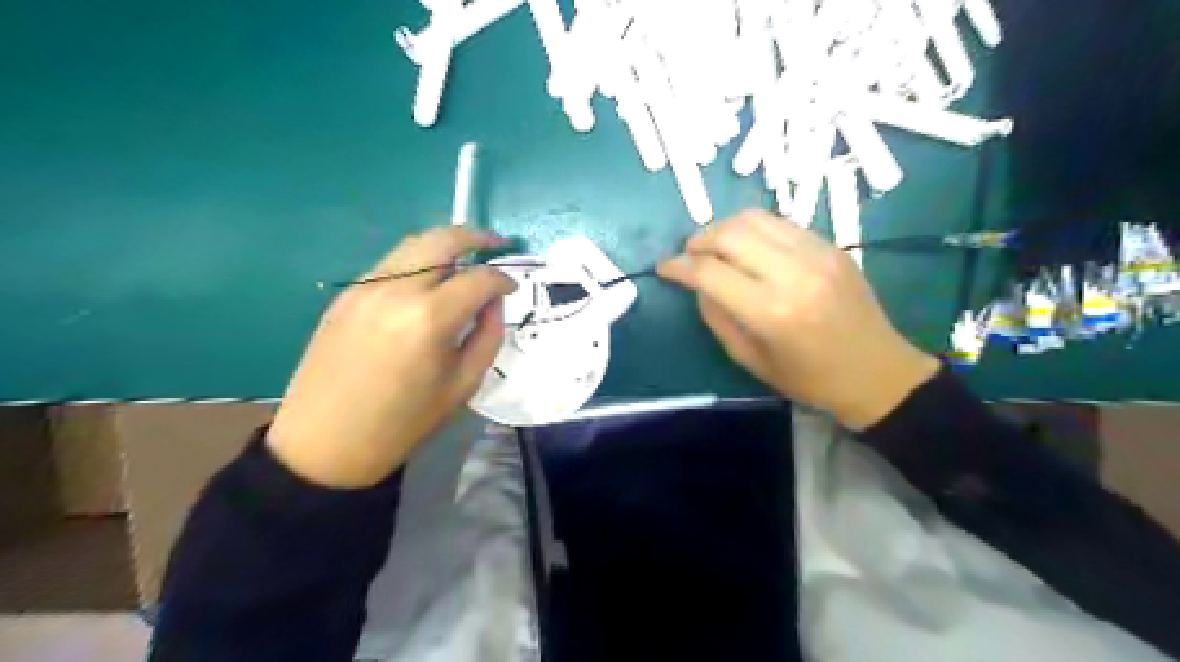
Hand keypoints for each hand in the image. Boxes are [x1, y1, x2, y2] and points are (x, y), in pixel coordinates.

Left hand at [270, 224, 517, 485]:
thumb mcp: (463, 385)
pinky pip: (391, 264)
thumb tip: (492, 302)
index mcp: (429, 319)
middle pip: (442, 239)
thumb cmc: (404, 422)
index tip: (512, 288)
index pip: (479, 278)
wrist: (326, 443)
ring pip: (414, 245)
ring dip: (445, 246)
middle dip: (476, 237)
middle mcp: (396, 290)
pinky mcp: (346, 294)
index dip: (502, 279)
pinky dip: (417, 262)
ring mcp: (365, 287)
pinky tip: (428, 282)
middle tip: (497, 243)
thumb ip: (488, 335)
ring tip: (465, 258)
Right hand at [660, 209, 935, 432]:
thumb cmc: (809, 379)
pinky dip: (753, 228)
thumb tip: (698, 284)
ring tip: (713, 245)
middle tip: (688, 255)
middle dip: (698, 240)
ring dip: (723, 227)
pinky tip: (747, 245)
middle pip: (730, 234)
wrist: (877, 371)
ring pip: (754, 218)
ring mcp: (817, 253)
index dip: (678, 266)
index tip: (664, 268)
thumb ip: (717, 318)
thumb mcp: (750, 360)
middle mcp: (793, 273)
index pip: (710, 272)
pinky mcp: (832, 245)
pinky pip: (780, 222)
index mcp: (771, 312)